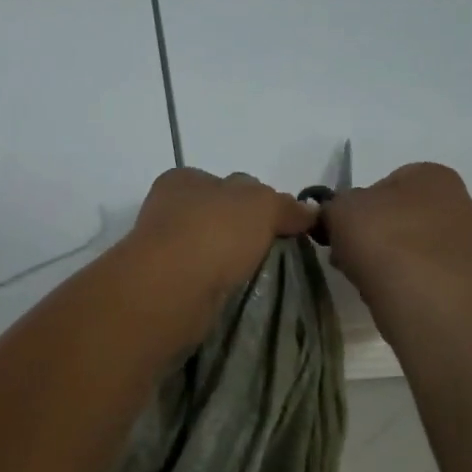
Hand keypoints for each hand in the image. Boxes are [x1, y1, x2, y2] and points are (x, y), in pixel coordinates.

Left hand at [122, 168, 316, 342]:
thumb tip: (309, 212)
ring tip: (259, 276)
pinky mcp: (165, 284)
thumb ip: (285, 205)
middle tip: (276, 252)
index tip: (281, 222)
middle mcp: (169, 209)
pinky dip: (218, 284)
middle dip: (243, 231)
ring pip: (209, 249)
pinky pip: (201, 279)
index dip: (258, 198)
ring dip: (230, 261)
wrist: (171, 287)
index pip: (229, 183)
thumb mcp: (262, 205)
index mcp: (185, 179)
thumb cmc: (214, 232)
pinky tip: (235, 292)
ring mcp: (163, 249)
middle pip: (218, 215)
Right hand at [318, 162, 471, 309]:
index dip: (359, 207)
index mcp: (433, 174)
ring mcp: (470, 241)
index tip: (342, 230)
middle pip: (403, 215)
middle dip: (377, 233)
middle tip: (350, 255)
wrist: (424, 297)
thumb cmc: (382, 239)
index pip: (387, 183)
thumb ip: (335, 206)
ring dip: (392, 258)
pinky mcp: (469, 277)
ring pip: (414, 245)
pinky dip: (408, 279)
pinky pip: (427, 272)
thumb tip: (339, 215)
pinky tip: (391, 293)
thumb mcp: (339, 210)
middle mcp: (461, 200)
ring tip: (367, 278)